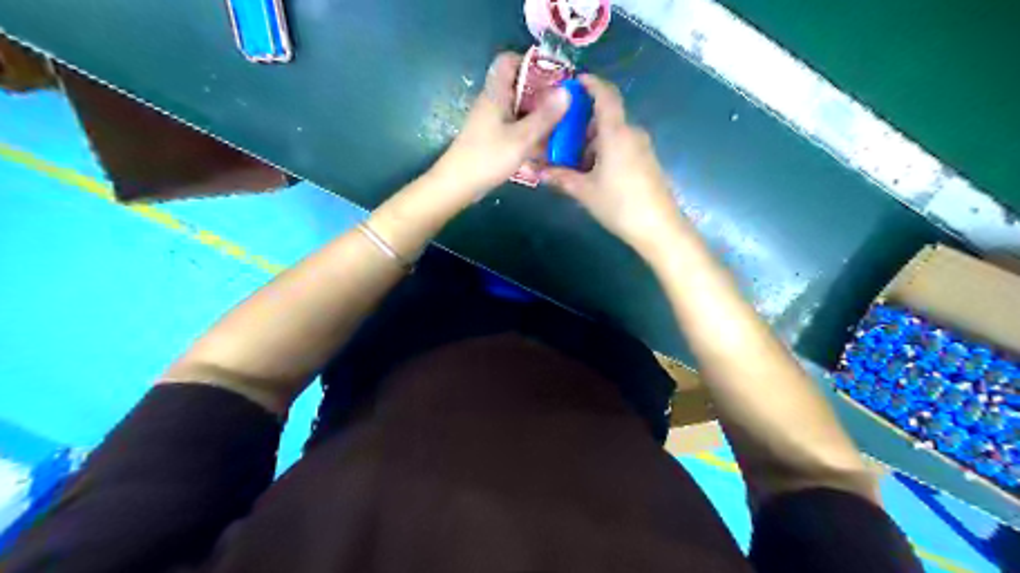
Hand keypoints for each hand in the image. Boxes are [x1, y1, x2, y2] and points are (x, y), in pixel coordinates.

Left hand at [429, 52, 571, 201]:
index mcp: (496, 93)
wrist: (457, 185)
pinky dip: (528, 133)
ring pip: (518, 109)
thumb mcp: (522, 138)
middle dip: (541, 94)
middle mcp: (492, 102)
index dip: (530, 63)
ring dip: (537, 116)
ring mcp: (490, 121)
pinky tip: (543, 147)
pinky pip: (514, 128)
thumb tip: (567, 92)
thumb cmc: (488, 157)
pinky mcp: (491, 138)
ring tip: (559, 128)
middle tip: (564, 106)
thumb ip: (545, 116)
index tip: (554, 77)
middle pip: (518, 86)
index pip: (508, 61)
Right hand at [542, 75, 683, 256]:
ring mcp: (641, 148)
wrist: (659, 228)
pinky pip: (621, 146)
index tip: (573, 82)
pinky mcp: (646, 162)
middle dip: (581, 122)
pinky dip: (603, 151)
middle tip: (559, 134)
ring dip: (591, 141)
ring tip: (570, 158)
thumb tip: (538, 171)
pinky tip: (591, 171)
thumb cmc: (619, 204)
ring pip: (612, 134)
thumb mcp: (585, 191)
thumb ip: (560, 177)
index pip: (605, 95)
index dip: (590, 84)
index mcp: (616, 132)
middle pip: (605, 117)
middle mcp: (631, 133)